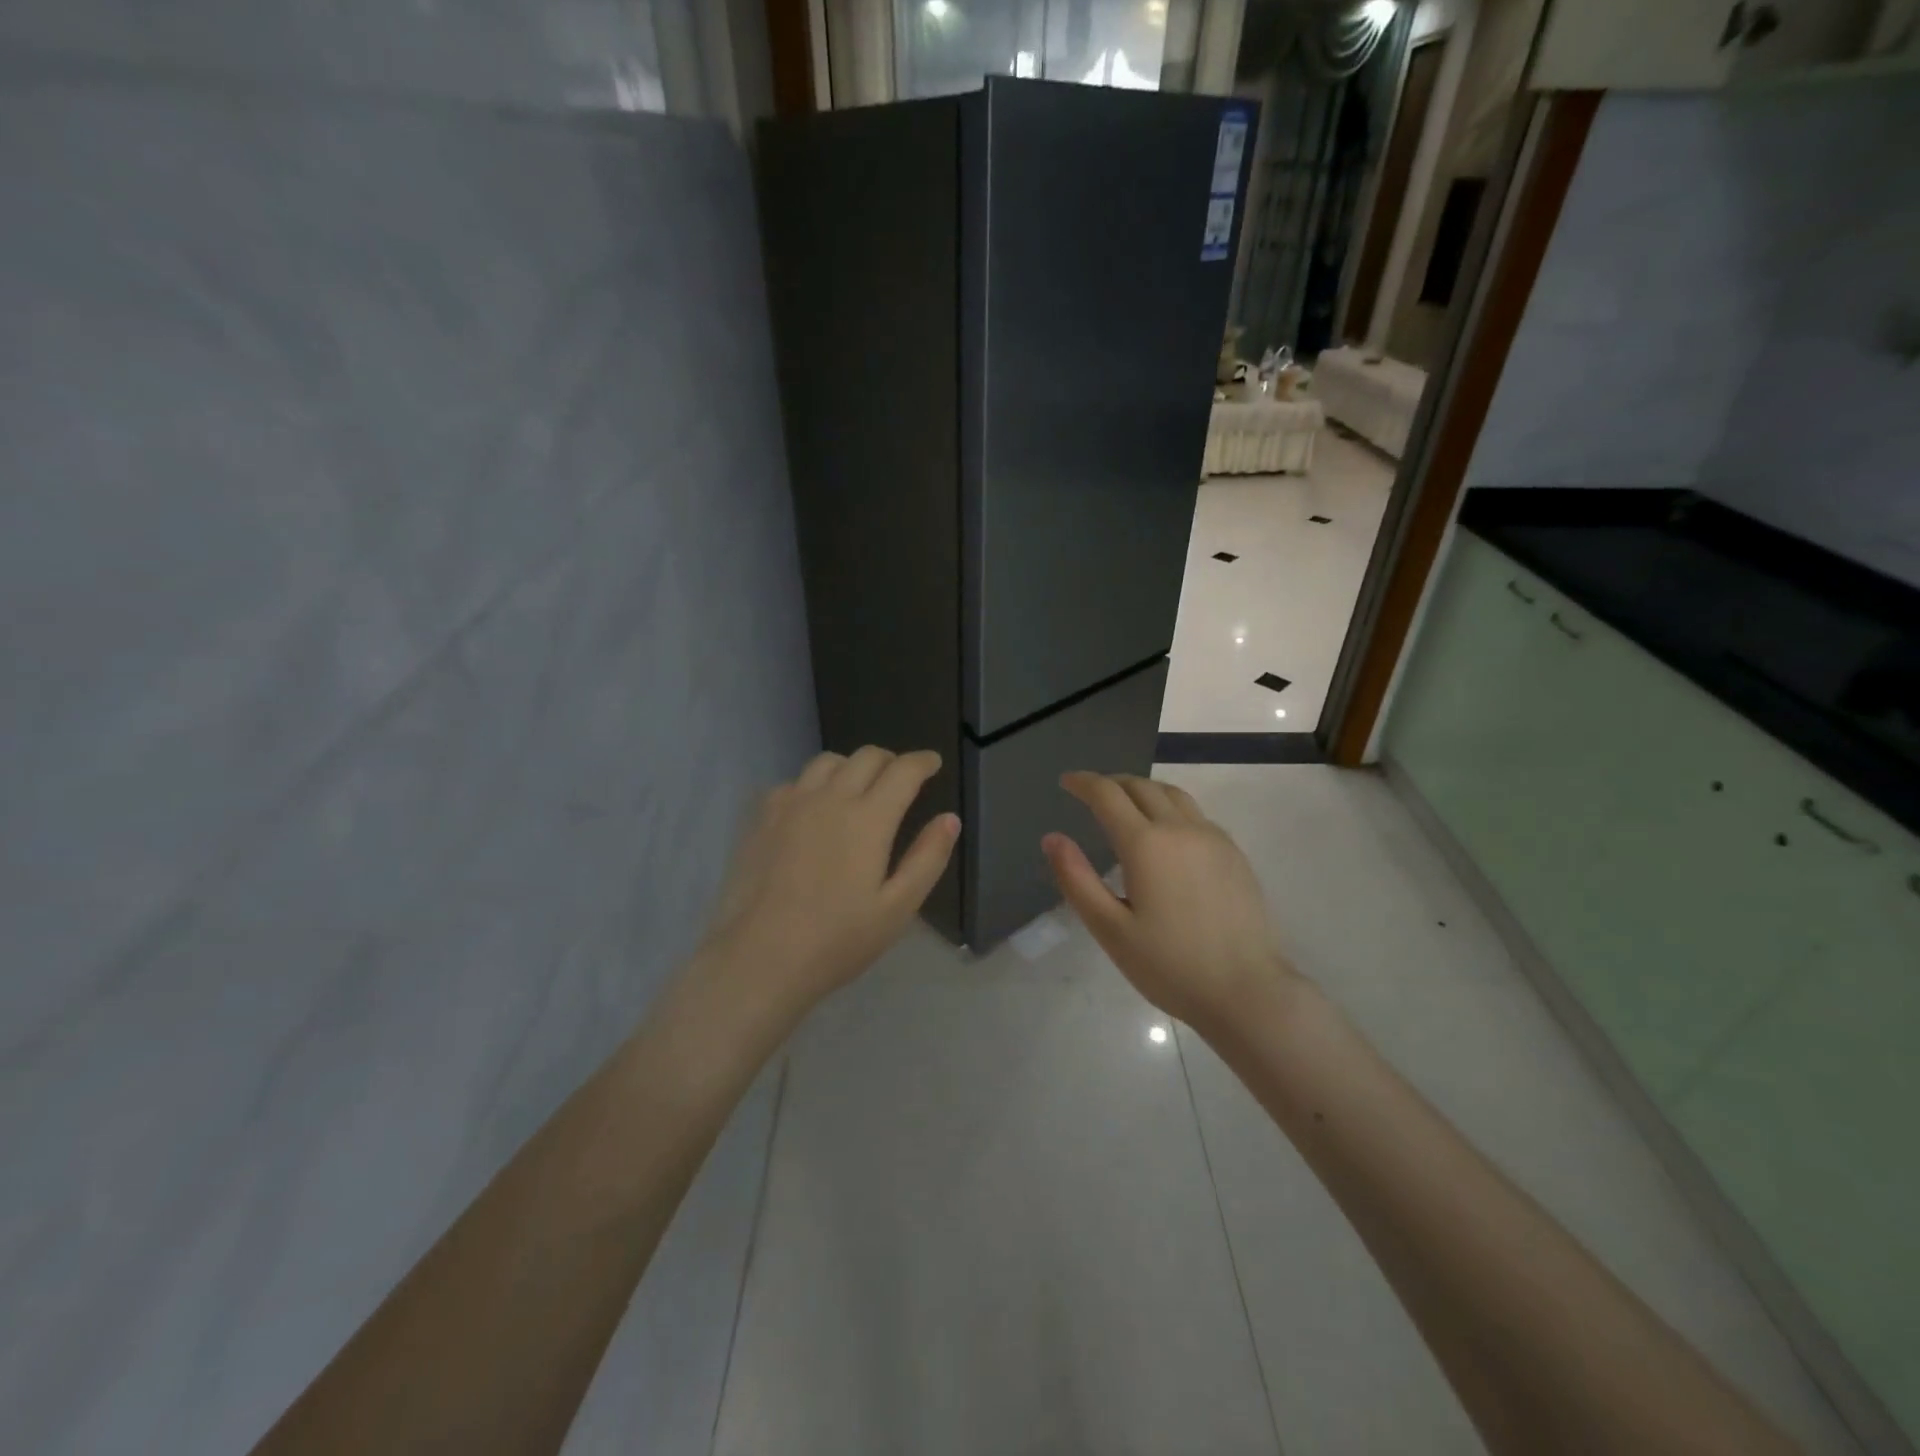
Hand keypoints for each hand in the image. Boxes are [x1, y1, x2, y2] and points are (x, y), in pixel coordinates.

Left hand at [700, 747, 959, 1020]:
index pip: (903, 771)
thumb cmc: (837, 940)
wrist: (759, 959)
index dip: (922, 762)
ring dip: (852, 766)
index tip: (933, 762)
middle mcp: (830, 798)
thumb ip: (927, 858)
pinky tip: (814, 809)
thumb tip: (950, 818)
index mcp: (869, 819)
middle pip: (866, 757)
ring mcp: (791, 804)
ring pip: (827, 762)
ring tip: (859, 787)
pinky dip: (814, 784)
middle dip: (891, 760)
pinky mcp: (762, 818)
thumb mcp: (897, 908)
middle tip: (901, 778)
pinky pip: (795, 782)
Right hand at [1042, 772, 1295, 1033]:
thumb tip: (1052, 838)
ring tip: (1126, 803)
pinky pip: (1195, 813)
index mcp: (1146, 844)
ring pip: (1172, 794)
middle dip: (1112, 783)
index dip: (1083, 782)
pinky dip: (1170, 807)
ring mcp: (1213, 838)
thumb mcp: (1110, 929)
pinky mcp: (1234, 853)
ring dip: (1143, 789)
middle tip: (1091, 793)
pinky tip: (1166, 832)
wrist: (1247, 992)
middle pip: (1141, 786)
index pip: (1108, 794)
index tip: (1066, 782)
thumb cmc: (1170, 966)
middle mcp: (1181, 829)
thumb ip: (1077, 879)